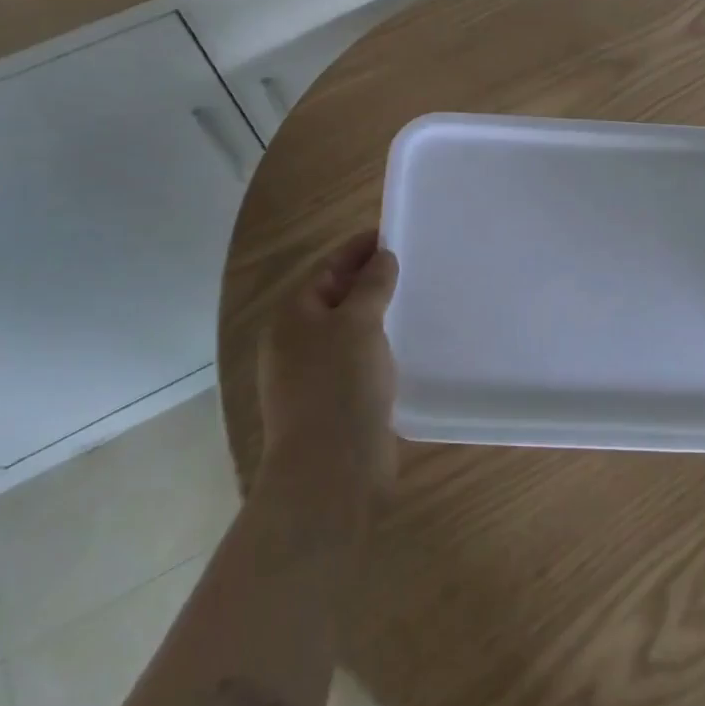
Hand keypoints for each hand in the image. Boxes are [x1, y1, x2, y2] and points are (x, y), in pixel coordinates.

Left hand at [258, 231, 398, 502]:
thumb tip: (382, 257)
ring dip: (375, 314)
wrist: (331, 471)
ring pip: (346, 331)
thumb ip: (371, 285)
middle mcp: (296, 343)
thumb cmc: (340, 384)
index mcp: (292, 317)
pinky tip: (402, 346)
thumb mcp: (358, 323)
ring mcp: (311, 376)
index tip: (390, 234)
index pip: (327, 269)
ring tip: (411, 299)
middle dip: (368, 280)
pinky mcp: (332, 403)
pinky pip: (356, 361)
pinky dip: (377, 346)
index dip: (358, 249)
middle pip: (334, 298)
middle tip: (407, 264)